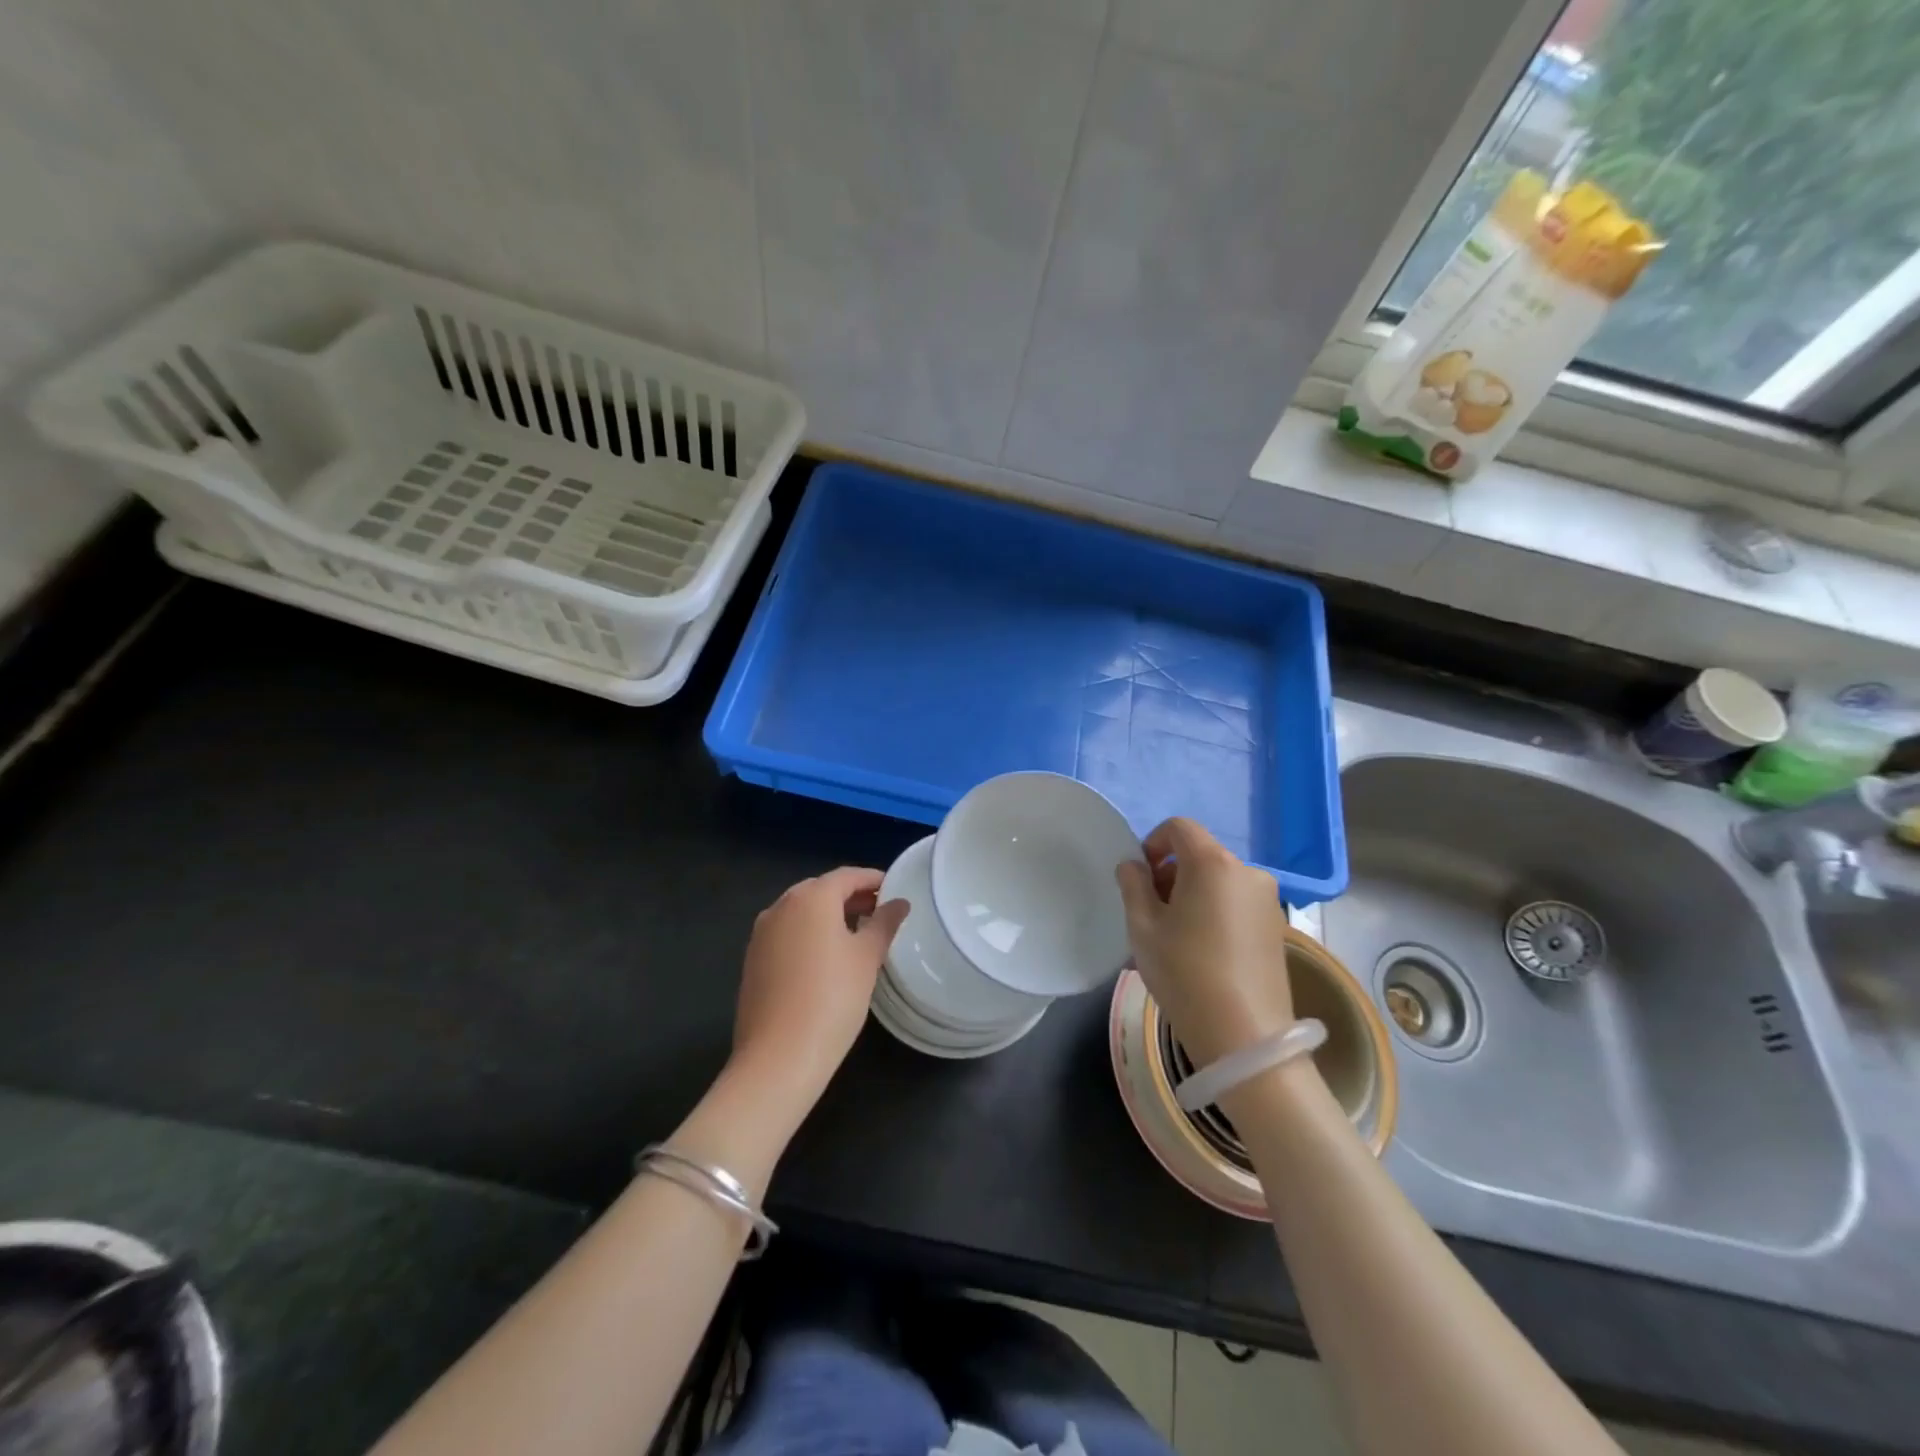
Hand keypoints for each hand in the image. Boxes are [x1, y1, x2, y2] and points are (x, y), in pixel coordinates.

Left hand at [731, 868, 907, 1112]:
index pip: (847, 876)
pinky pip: (787, 933)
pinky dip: (809, 935)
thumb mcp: (867, 958)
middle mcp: (781, 906)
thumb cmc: (832, 998)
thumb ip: (884, 924)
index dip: (873, 880)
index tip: (895, 889)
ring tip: (858, 935)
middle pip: (821, 890)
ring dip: (829, 916)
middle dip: (851, 896)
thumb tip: (899, 903)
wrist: (778, 1057)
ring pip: (802, 912)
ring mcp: (761, 933)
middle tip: (880, 912)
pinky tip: (827, 959)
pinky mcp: (753, 959)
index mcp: (811, 898)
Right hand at [1115, 818, 1294, 1066]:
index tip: (1140, 877)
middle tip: (1151, 911)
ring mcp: (1267, 900)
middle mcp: (1246, 871)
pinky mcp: (1277, 927)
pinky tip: (1202, 950)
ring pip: (1219, 880)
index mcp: (1212, 863)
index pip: (1180, 827)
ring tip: (1175, 935)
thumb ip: (1133, 885)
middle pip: (1201, 854)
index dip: (1153, 842)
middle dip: (1171, 872)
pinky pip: (1236, 903)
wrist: (1245, 1036)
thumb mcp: (1143, 927)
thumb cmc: (1184, 972)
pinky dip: (1215, 911)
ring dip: (1193, 893)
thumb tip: (1133, 866)